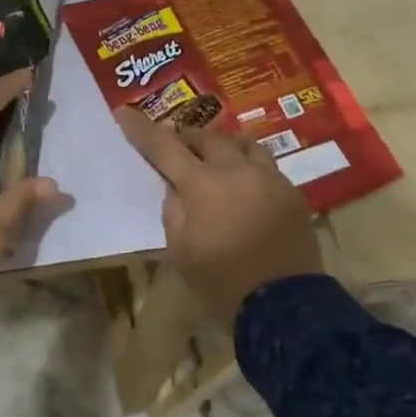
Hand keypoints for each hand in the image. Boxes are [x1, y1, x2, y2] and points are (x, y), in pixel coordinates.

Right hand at [114, 107, 322, 324]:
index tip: (124, 112)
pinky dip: (248, 165)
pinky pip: (266, 165)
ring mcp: (269, 178)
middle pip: (207, 137)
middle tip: (177, 145)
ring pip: (243, 143)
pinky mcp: (291, 192)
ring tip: (216, 156)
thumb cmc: (221, 280)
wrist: (284, 304)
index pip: (164, 147)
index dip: (141, 129)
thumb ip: (173, 210)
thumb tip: (177, 188)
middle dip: (187, 137)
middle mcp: (237, 170)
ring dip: (223, 145)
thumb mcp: (179, 250)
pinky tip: (245, 183)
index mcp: (202, 184)